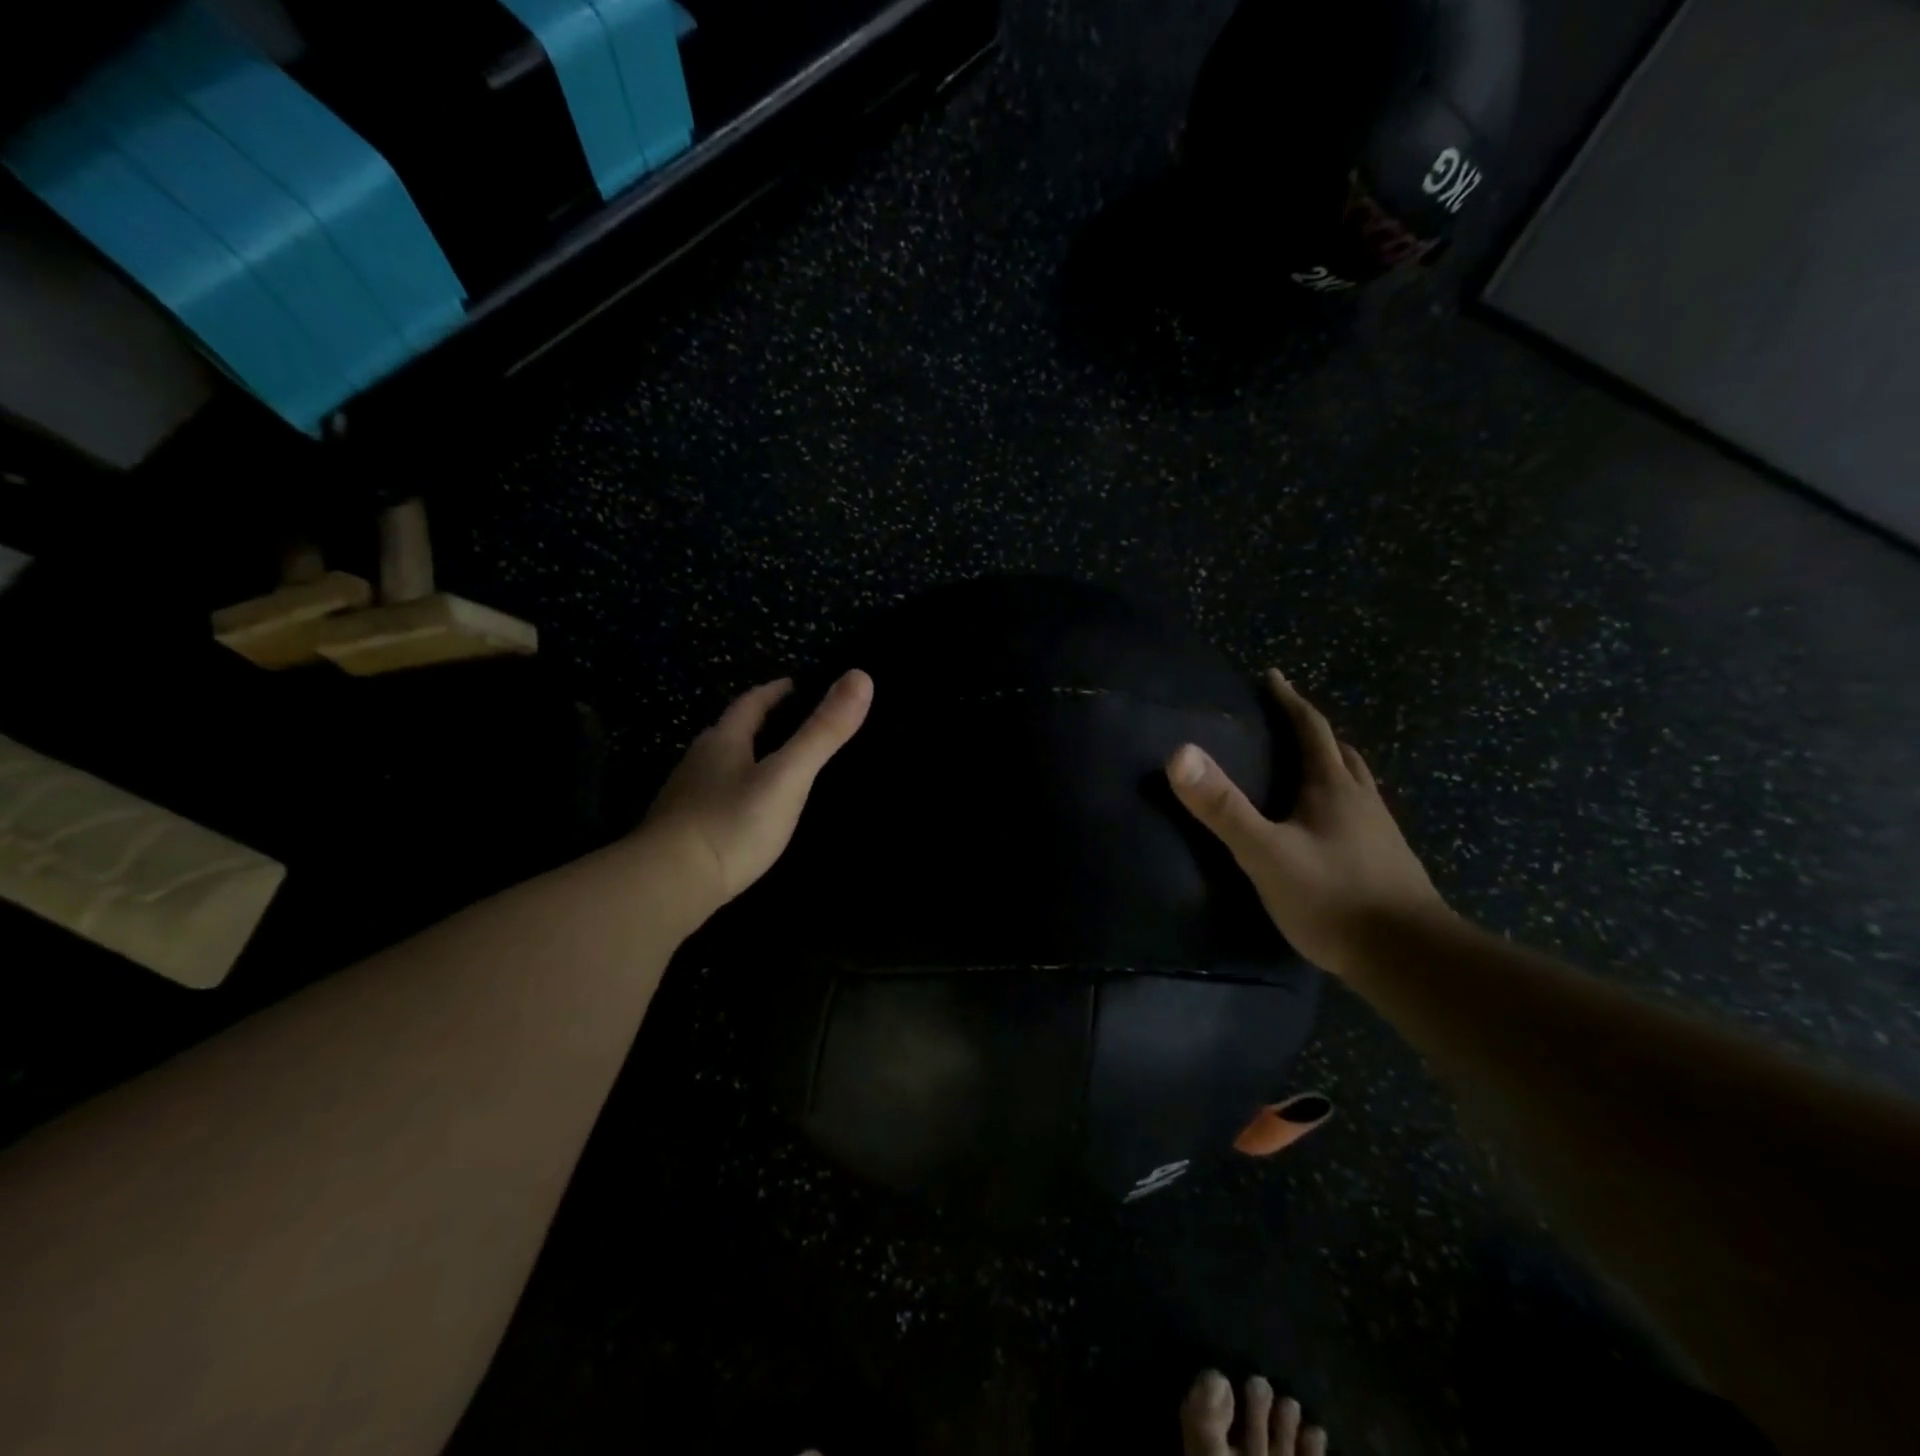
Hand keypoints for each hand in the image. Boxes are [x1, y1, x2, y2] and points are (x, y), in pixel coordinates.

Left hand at [636, 670, 872, 921]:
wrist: (669, 885)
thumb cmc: (732, 823)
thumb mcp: (788, 776)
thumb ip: (822, 732)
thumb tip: (861, 676)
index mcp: (723, 742)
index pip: (749, 705)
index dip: (773, 693)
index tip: (793, 685)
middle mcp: (698, 763)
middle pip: (729, 733)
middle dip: (756, 725)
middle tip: (786, 725)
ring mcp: (684, 799)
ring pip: (717, 768)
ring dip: (741, 761)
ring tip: (769, 768)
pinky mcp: (679, 833)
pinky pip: (712, 801)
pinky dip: (732, 796)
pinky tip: (743, 814)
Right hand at [1166, 670, 1446, 976]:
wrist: (1409, 956)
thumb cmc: (1332, 898)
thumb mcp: (1265, 852)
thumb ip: (1222, 807)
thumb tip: (1179, 753)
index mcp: (1333, 788)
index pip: (1311, 729)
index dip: (1289, 701)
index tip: (1272, 678)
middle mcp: (1361, 800)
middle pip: (1339, 752)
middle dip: (1312, 732)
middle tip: (1286, 724)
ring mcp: (1380, 832)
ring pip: (1355, 783)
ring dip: (1332, 765)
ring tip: (1306, 769)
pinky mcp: (1388, 861)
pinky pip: (1361, 814)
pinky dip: (1341, 802)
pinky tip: (1328, 827)